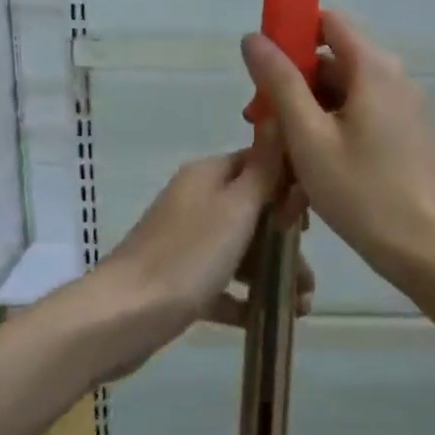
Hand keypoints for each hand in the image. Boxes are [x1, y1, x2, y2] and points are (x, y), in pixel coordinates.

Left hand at [100, 133, 313, 368]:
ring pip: (242, 250)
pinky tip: (268, 319)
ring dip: (273, 273)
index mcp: (208, 176)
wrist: (121, 317)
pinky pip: (222, 283)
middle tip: (308, 276)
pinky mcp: (180, 280)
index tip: (312, 220)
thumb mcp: (236, 207)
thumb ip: (264, 168)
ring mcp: (186, 242)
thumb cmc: (187, 256)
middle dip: (286, 242)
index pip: (259, 164)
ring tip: (301, 306)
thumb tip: (279, 116)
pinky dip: (245, 298)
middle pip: (254, 212)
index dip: (289, 187)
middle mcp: (197, 202)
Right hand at [240, 11, 434, 280]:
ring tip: (281, 156)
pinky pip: (361, 118)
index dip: (292, 34)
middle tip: (262, 124)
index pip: (328, 22)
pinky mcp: (407, 134)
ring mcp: (404, 107)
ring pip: (344, 96)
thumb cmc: (360, 190)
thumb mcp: (308, 136)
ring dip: (309, 116)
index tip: (264, 67)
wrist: (424, 247)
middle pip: (333, 62)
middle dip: (294, 86)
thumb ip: (280, 82)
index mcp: (374, 67)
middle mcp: (394, 77)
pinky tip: (311, 170)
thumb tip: (254, 38)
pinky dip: (333, 132)